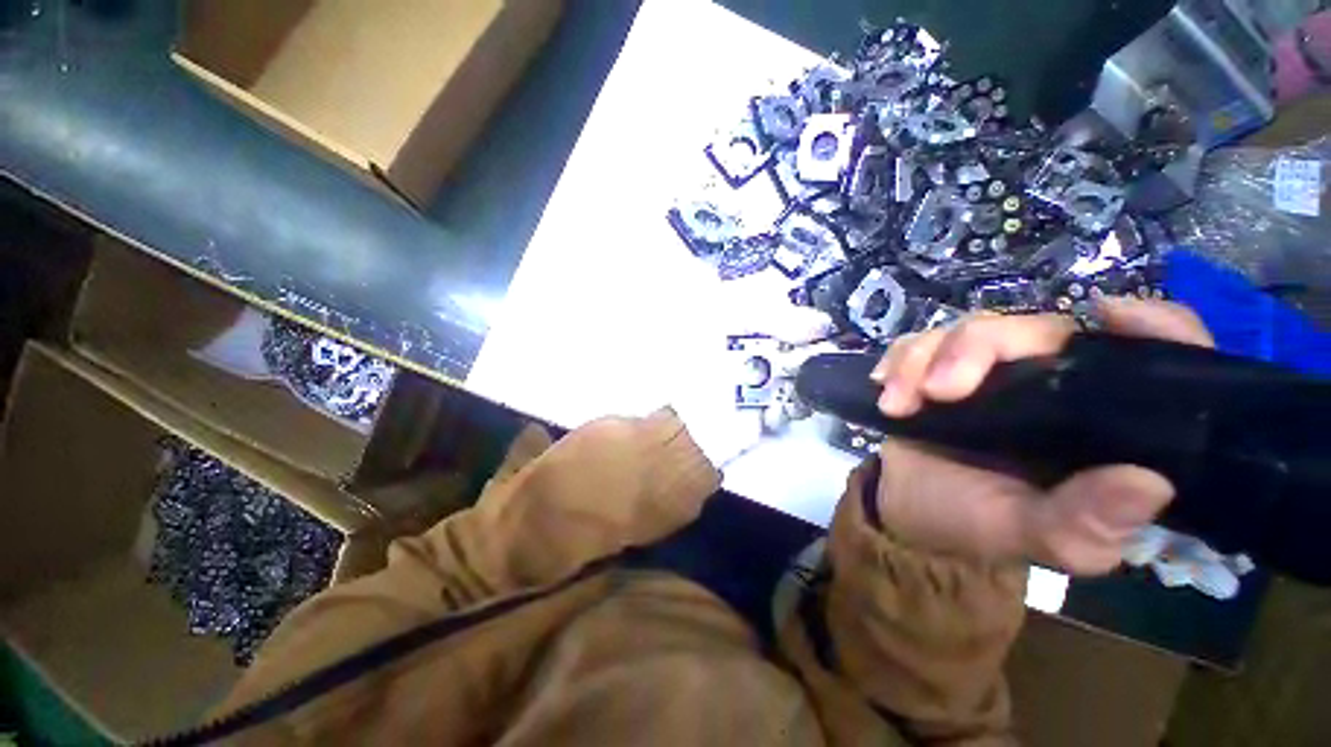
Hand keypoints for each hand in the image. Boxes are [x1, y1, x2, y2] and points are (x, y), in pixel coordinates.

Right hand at [869, 298, 1213, 574]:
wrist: (905, 509)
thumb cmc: (979, 525)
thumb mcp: (1038, 539)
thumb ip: (1087, 523)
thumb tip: (1148, 482)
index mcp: (1102, 422)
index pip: (1157, 356)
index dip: (1152, 326)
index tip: (1110, 317)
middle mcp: (1055, 383)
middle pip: (1038, 328)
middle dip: (977, 348)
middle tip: (937, 392)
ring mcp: (990, 370)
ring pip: (969, 329)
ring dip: (923, 358)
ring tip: (897, 403)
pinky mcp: (939, 367)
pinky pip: (920, 341)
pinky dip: (899, 359)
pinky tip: (883, 387)